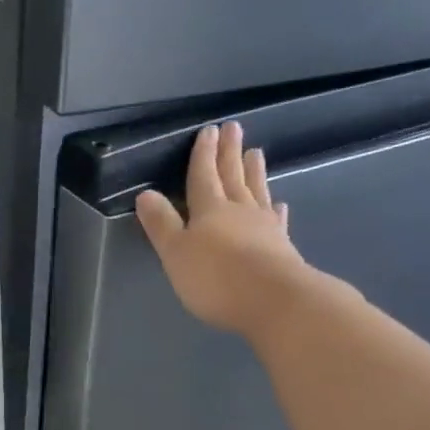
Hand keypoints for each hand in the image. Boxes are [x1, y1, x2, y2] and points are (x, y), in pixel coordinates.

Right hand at [136, 122, 313, 336]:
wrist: (275, 301)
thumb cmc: (216, 278)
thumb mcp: (175, 252)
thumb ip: (161, 223)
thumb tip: (146, 193)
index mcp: (209, 210)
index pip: (203, 175)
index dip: (203, 154)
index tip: (209, 130)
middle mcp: (238, 211)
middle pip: (232, 176)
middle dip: (230, 153)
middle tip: (234, 128)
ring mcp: (264, 228)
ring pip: (256, 192)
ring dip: (254, 172)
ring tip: (256, 153)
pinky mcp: (283, 247)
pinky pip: (277, 220)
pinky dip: (275, 210)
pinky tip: (279, 204)